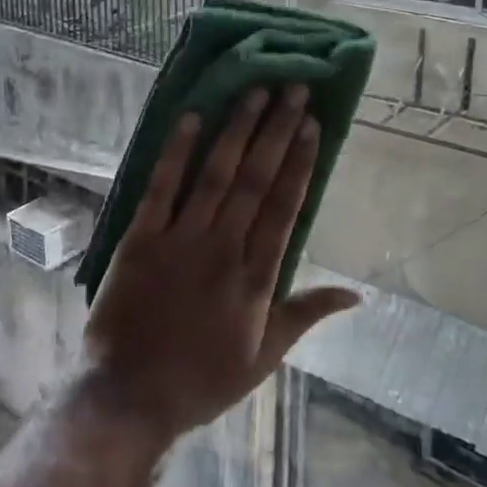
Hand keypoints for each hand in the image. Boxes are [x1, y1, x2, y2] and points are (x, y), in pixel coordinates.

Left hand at [81, 85, 358, 441]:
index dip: (300, 162)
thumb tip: (358, 295)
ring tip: (255, 91)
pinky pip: (162, 187)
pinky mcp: (140, 238)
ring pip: (216, 174)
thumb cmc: (201, 380)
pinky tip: (192, 117)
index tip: (313, 124)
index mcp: (256, 278)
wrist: (129, 397)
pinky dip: (176, 151)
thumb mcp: (265, 357)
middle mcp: (223, 249)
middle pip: (256, 179)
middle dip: (277, 130)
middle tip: (293, 89)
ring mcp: (180, 240)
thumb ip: (307, 314)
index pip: (286, 207)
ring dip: (237, 130)